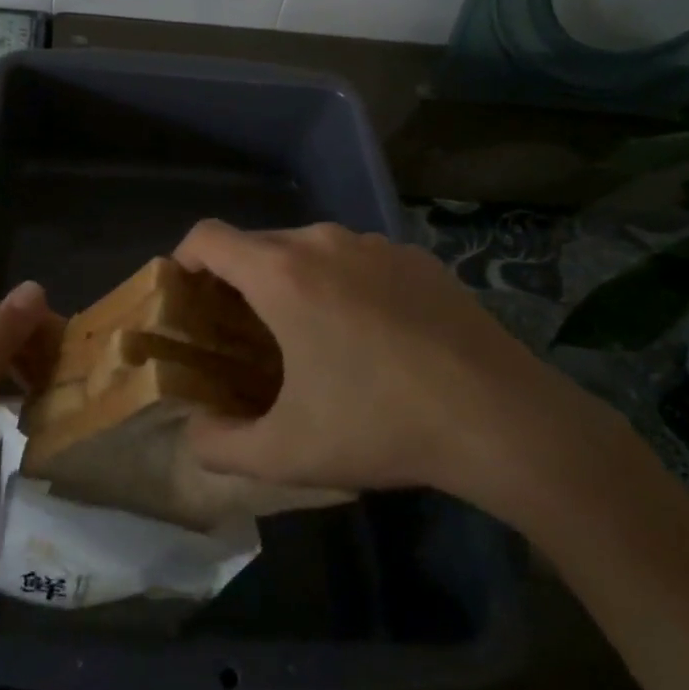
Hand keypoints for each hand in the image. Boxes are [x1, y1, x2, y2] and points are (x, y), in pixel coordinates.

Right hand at [173, 221, 631, 528]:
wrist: (504, 419)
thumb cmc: (382, 425)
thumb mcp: (288, 453)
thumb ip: (220, 445)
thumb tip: (194, 434)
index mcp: (282, 274)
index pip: (207, 236)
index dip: (183, 259)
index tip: (186, 296)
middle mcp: (324, 242)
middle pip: (257, 243)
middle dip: (237, 279)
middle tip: (243, 331)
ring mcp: (376, 244)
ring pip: (309, 248)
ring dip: (292, 280)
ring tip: (308, 335)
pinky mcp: (417, 257)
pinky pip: (357, 258)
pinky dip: (342, 282)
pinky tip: (371, 335)